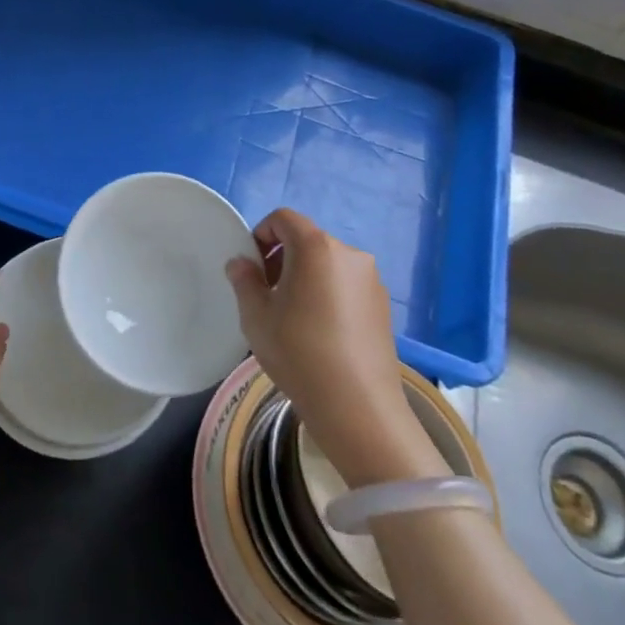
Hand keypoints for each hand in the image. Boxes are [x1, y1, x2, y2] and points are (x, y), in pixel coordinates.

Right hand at [227, 209, 447, 487]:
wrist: (357, 406)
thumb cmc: (299, 352)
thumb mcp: (256, 316)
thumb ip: (244, 281)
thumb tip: (241, 263)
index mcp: (316, 247)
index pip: (284, 218)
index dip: (261, 233)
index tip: (252, 267)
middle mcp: (348, 253)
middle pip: (307, 240)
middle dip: (282, 257)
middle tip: (267, 293)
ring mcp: (371, 279)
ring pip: (327, 263)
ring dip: (305, 276)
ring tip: (293, 316)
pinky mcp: (383, 305)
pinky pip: (346, 284)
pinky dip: (328, 293)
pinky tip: (320, 331)